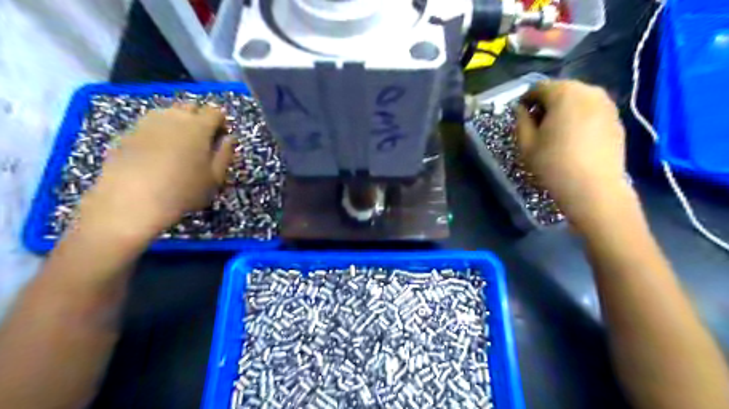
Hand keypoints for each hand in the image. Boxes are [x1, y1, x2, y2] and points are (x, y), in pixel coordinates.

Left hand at [75, 104, 233, 240]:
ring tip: (179, 147)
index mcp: (198, 126)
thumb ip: (225, 154)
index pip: (215, 111)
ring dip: (178, 124)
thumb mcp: (215, 177)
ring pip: (168, 113)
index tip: (221, 138)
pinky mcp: (128, 132)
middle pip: (190, 107)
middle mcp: (173, 117)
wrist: (131, 200)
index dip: (221, 122)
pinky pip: (150, 125)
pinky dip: (159, 133)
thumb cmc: (183, 190)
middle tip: (201, 141)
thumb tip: (229, 138)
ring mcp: (147, 122)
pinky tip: (158, 154)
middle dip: (199, 118)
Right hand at [515, 79, 628, 226]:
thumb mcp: (526, 144)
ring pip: (578, 99)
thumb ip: (521, 120)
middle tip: (537, 124)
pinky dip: (580, 118)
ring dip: (564, 110)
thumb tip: (522, 109)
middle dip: (546, 103)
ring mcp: (607, 104)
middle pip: (561, 89)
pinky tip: (574, 139)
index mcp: (564, 93)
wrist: (593, 188)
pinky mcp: (617, 119)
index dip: (526, 99)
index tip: (521, 115)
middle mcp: (589, 91)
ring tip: (556, 132)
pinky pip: (592, 110)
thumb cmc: (553, 164)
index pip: (538, 87)